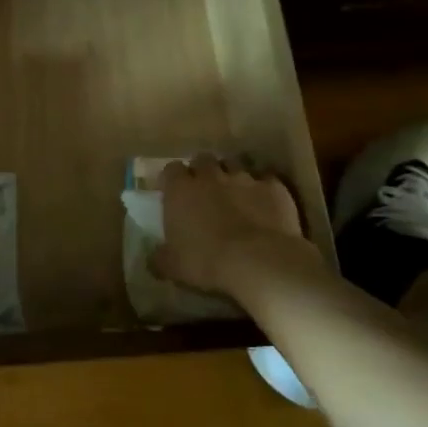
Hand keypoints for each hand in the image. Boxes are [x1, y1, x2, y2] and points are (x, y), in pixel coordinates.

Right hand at [150, 154, 319, 298]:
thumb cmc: (206, 261)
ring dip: (232, 176)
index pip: (170, 169)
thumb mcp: (173, 267)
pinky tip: (265, 204)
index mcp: (180, 189)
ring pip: (235, 165)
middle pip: (203, 159)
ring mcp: (244, 178)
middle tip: (204, 190)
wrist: (259, 262)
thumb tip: (153, 259)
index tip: (175, 192)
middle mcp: (210, 176)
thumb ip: (160, 258)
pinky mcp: (273, 187)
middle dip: (203, 170)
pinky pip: (267, 180)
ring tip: (235, 194)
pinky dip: (264, 189)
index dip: (173, 180)